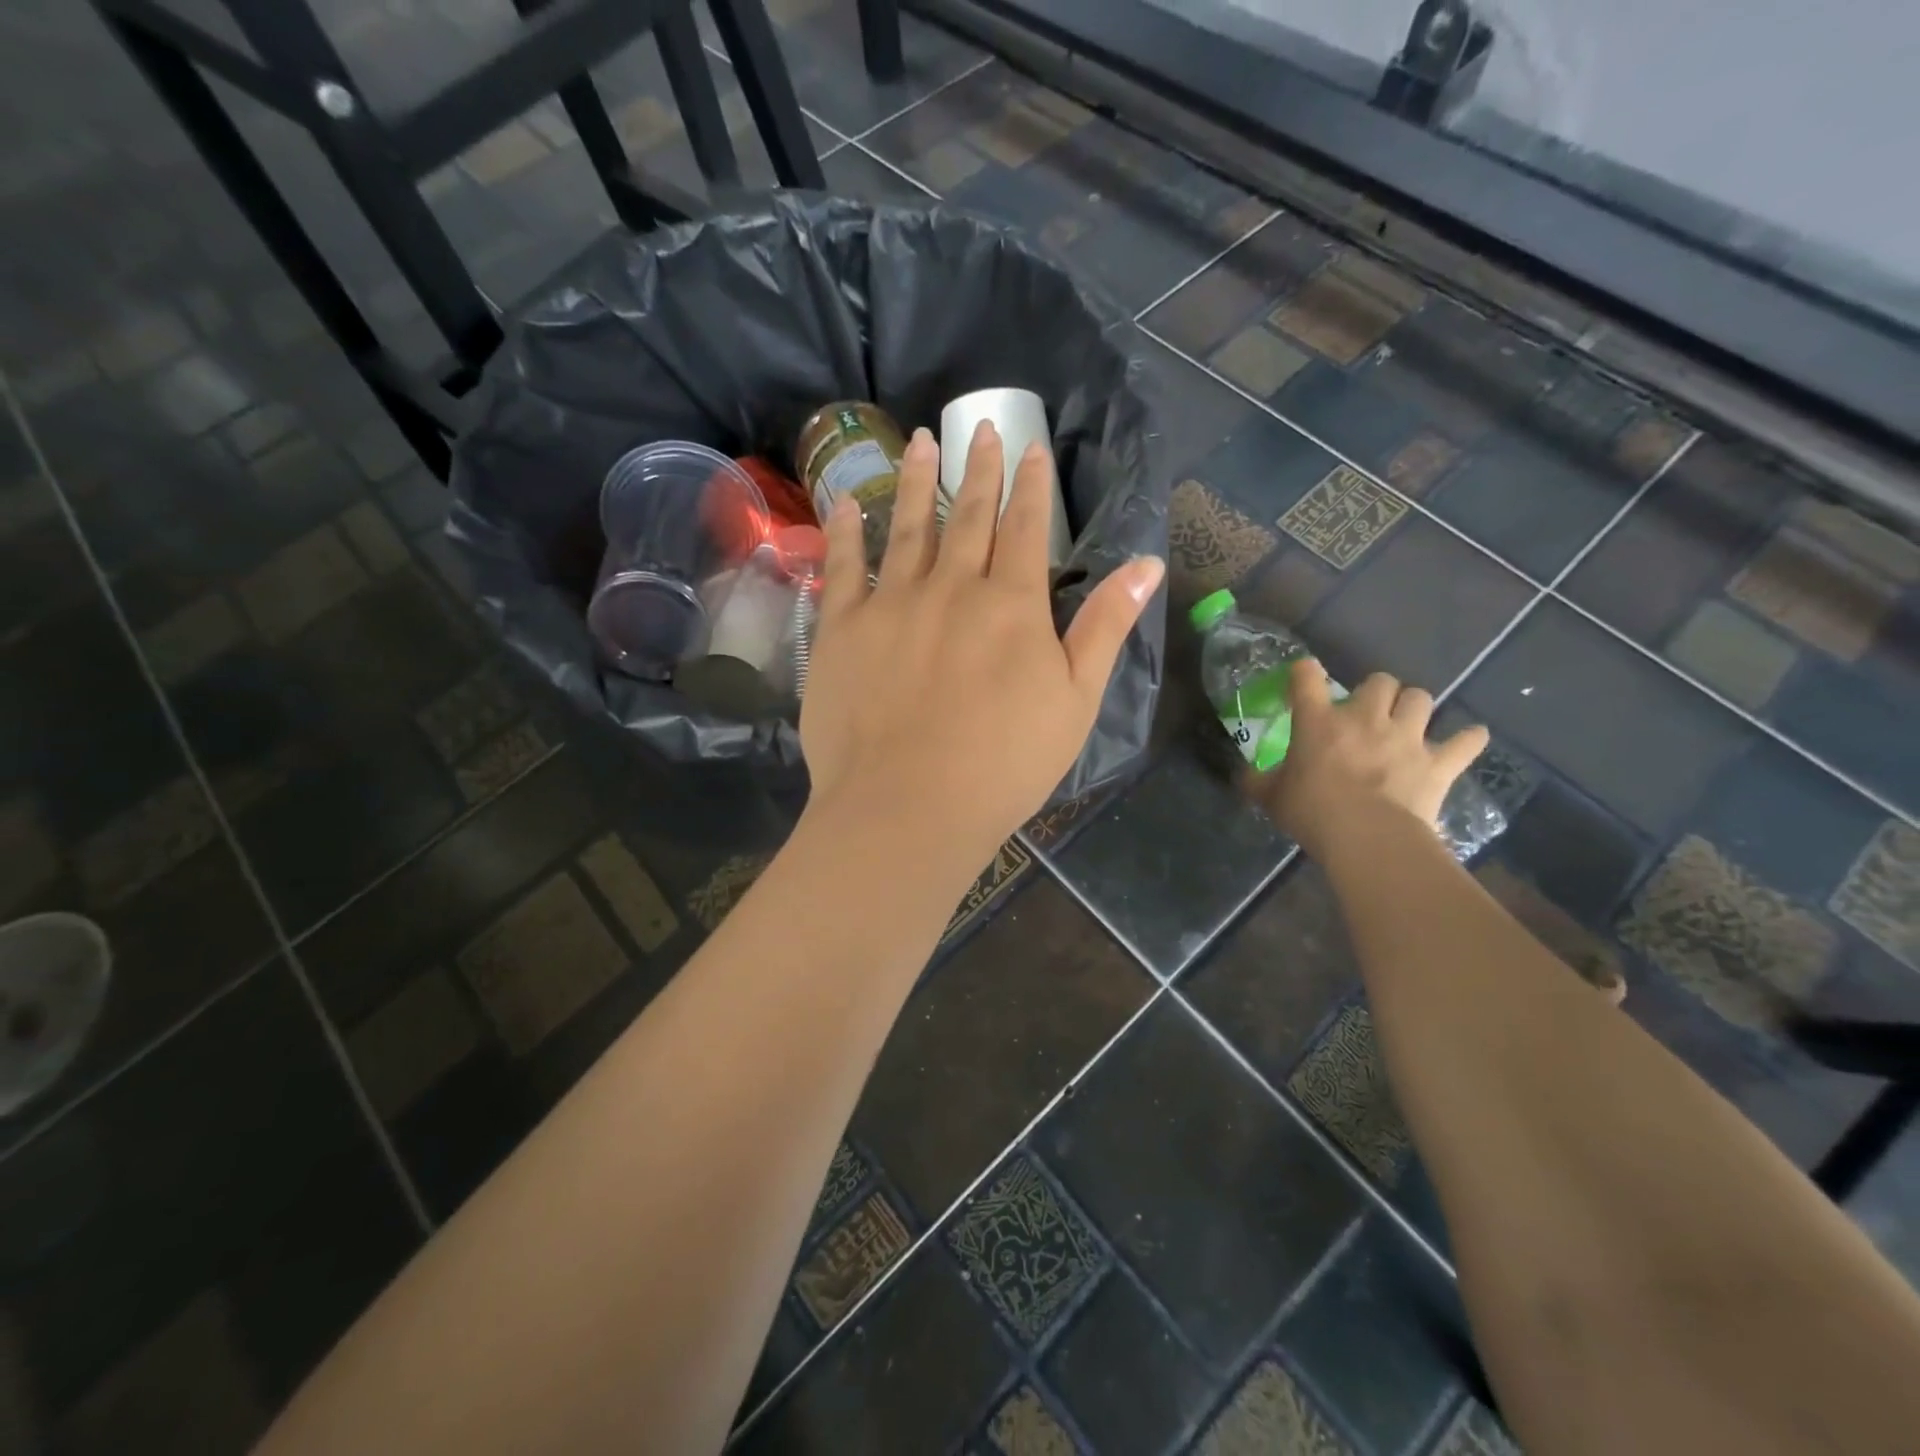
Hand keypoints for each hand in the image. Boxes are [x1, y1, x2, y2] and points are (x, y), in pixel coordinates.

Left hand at [800, 421, 1162, 868]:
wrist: (910, 806)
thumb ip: (1106, 627)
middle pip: (967, 515)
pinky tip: (846, 504)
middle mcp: (950, 587)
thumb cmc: (1004, 764)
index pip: (1025, 528)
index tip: (1029, 446)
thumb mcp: (1076, 701)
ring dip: (915, 481)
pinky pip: (842, 568)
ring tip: (919, 441)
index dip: (1030, 485)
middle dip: (978, 468)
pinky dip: (845, 532)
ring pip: (906, 528)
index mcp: (1010, 604)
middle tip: (979, 426)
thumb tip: (1146, 565)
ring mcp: (890, 604)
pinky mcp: (841, 629)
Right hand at [1245, 659, 1487, 861]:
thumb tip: (1244, 776)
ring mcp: (1407, 737)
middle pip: (1380, 680)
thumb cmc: (1312, 812)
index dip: (1304, 672)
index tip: (1303, 679)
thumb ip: (1257, 781)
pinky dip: (1467, 740)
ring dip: (1413, 707)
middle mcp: (1366, 718)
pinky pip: (1466, 741)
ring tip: (1407, 724)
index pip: (1307, 677)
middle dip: (1375, 692)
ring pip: (1421, 699)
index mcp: (1319, 722)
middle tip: (1366, 713)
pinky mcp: (1439, 762)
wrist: (1367, 837)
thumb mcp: (1271, 798)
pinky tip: (1466, 741)